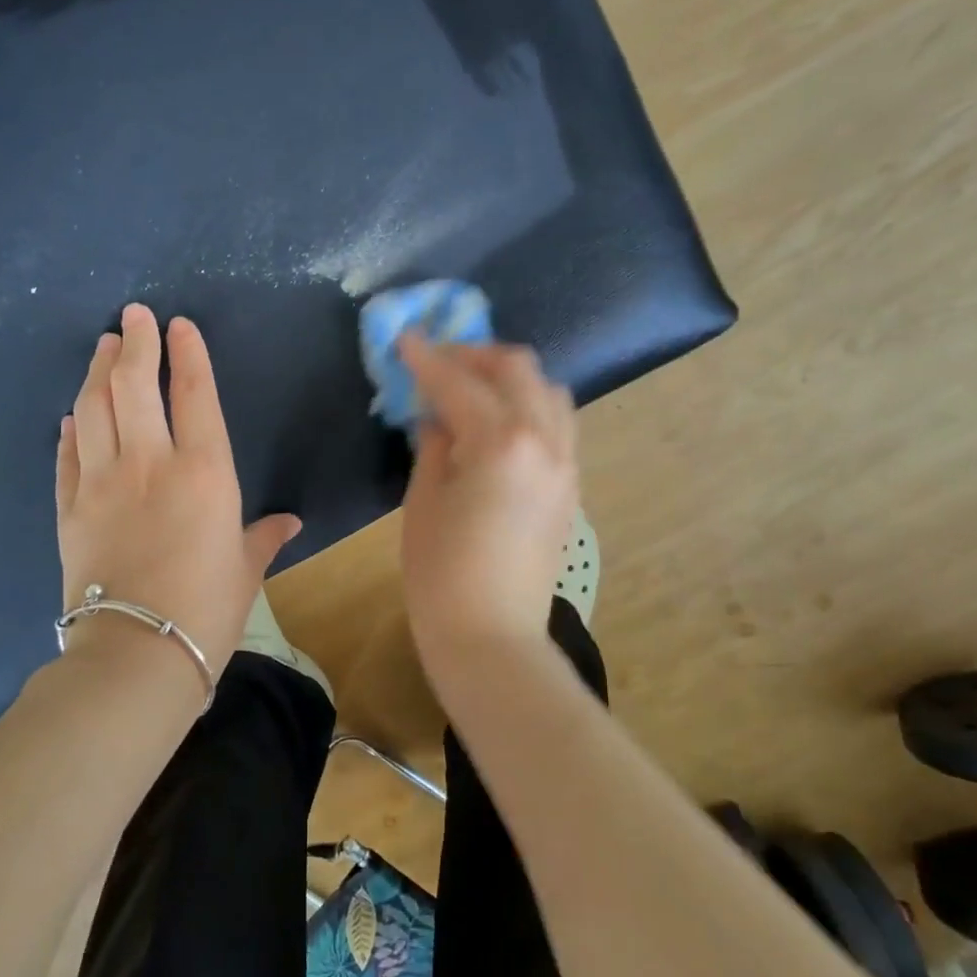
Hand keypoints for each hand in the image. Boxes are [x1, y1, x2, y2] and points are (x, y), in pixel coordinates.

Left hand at [55, 304, 299, 679]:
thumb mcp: (245, 570)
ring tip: (103, 346)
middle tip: (132, 316)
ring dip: (98, 371)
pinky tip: (74, 414)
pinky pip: (67, 456)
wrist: (136, 655)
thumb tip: (288, 522)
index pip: (194, 394)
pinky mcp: (69, 509)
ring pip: (94, 409)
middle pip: (134, 386)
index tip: (178, 324)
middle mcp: (149, 463)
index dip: (187, 353)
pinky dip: (71, 429)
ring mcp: (101, 483)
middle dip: (134, 344)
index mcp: (204, 472)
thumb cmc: (207, 610)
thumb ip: (263, 537)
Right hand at [396, 335, 578, 665]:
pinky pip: (557, 424)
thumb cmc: (441, 574)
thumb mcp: (423, 501)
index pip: (459, 382)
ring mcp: (566, 463)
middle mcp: (544, 441)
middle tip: (439, 360)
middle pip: (516, 368)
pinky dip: (528, 407)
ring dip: (509, 377)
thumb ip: (434, 446)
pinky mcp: (570, 486)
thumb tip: (437, 418)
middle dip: (474, 354)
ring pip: (548, 391)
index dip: (427, 357)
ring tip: (473, 388)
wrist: (491, 637)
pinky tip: (498, 424)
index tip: (405, 339)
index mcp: (500, 443)